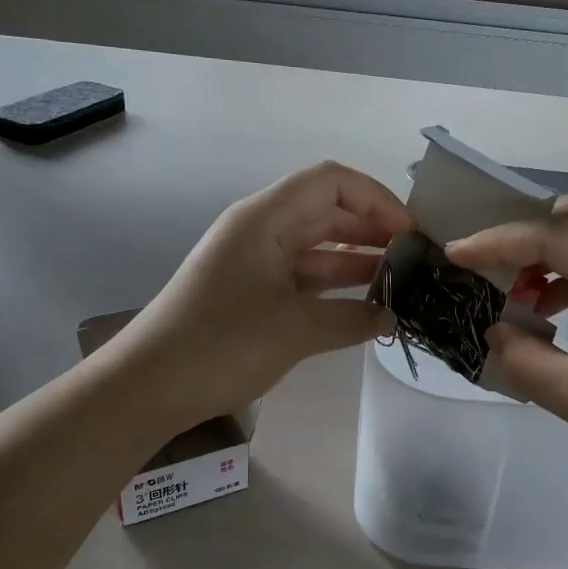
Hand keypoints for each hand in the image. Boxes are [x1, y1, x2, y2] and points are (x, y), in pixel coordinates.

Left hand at [104, 162, 408, 427]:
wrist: (151, 386)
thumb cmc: (221, 344)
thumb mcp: (295, 329)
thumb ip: (352, 318)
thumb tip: (392, 318)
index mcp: (265, 218)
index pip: (331, 182)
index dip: (376, 198)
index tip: (411, 232)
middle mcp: (261, 231)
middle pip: (328, 212)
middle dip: (374, 229)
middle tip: (416, 260)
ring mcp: (256, 263)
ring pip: (318, 248)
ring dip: (358, 260)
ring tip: (402, 282)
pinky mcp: (254, 294)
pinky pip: (304, 278)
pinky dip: (335, 288)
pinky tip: (367, 306)